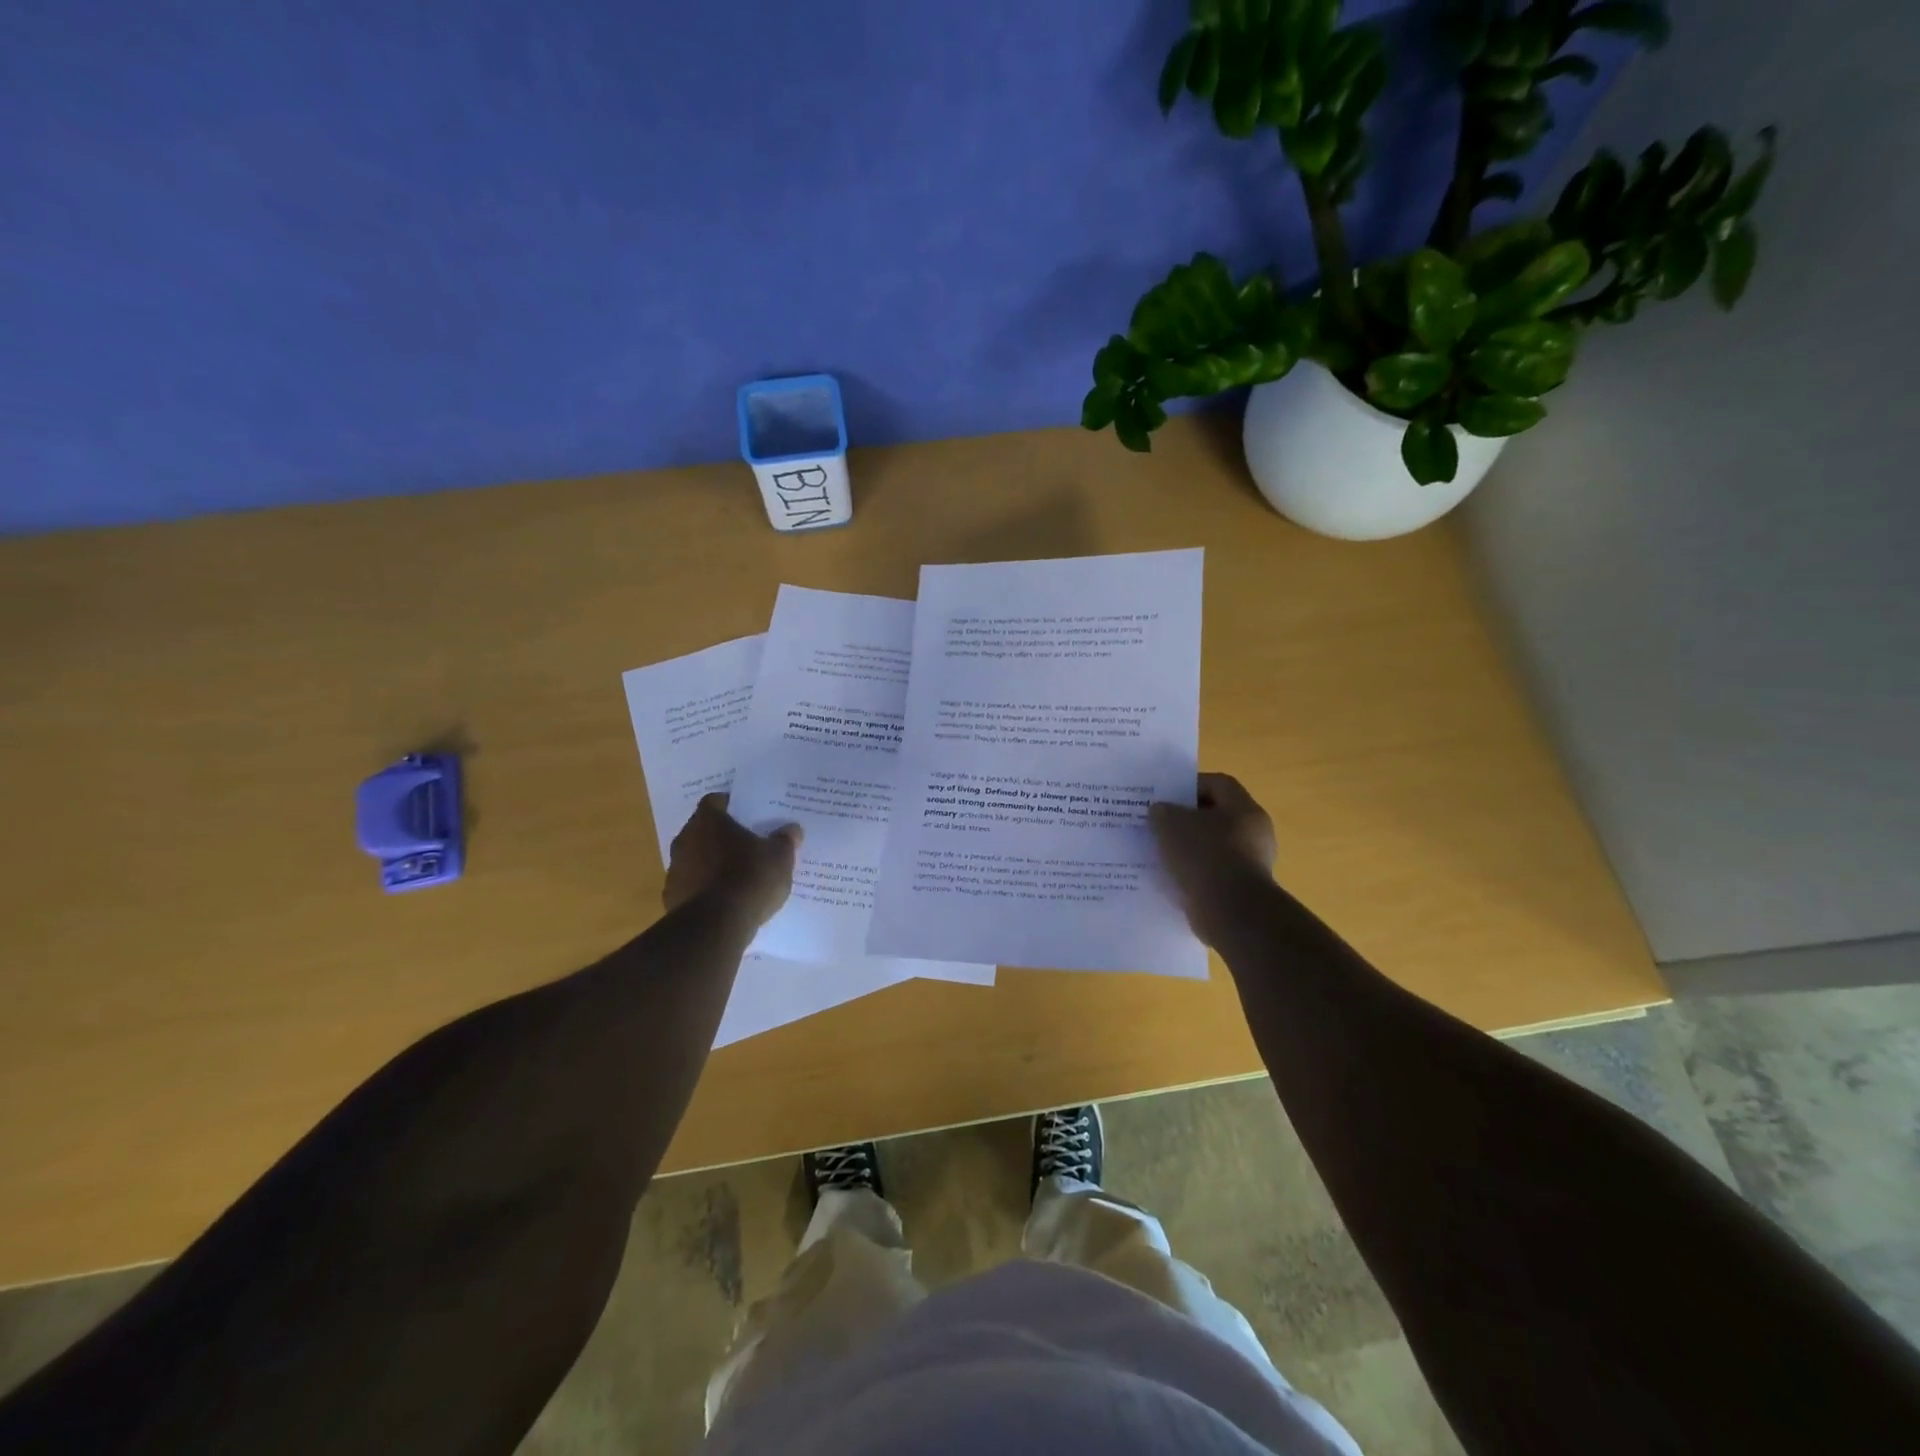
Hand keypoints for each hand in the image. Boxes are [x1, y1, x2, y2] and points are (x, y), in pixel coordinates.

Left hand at [665, 793, 801, 927]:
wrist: (716, 926)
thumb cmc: (749, 878)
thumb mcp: (779, 857)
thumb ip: (785, 840)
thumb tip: (792, 829)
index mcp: (708, 821)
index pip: (715, 801)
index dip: (732, 805)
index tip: (748, 814)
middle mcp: (685, 839)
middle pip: (704, 830)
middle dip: (723, 836)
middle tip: (748, 843)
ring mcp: (675, 870)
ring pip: (696, 859)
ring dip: (712, 863)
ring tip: (739, 875)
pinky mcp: (672, 898)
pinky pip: (693, 886)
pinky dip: (706, 889)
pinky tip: (726, 900)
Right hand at [1149, 773, 1277, 943]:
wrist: (1231, 913)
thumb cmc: (1205, 856)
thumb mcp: (1171, 824)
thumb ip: (1162, 811)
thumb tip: (1161, 812)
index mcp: (1244, 809)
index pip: (1218, 784)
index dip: (1190, 786)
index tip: (1165, 797)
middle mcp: (1254, 833)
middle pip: (1216, 816)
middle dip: (1186, 819)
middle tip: (1158, 825)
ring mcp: (1251, 863)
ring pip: (1213, 847)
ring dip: (1188, 849)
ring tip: (1160, 854)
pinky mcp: (1242, 890)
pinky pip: (1213, 873)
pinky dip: (1194, 874)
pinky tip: (1172, 878)